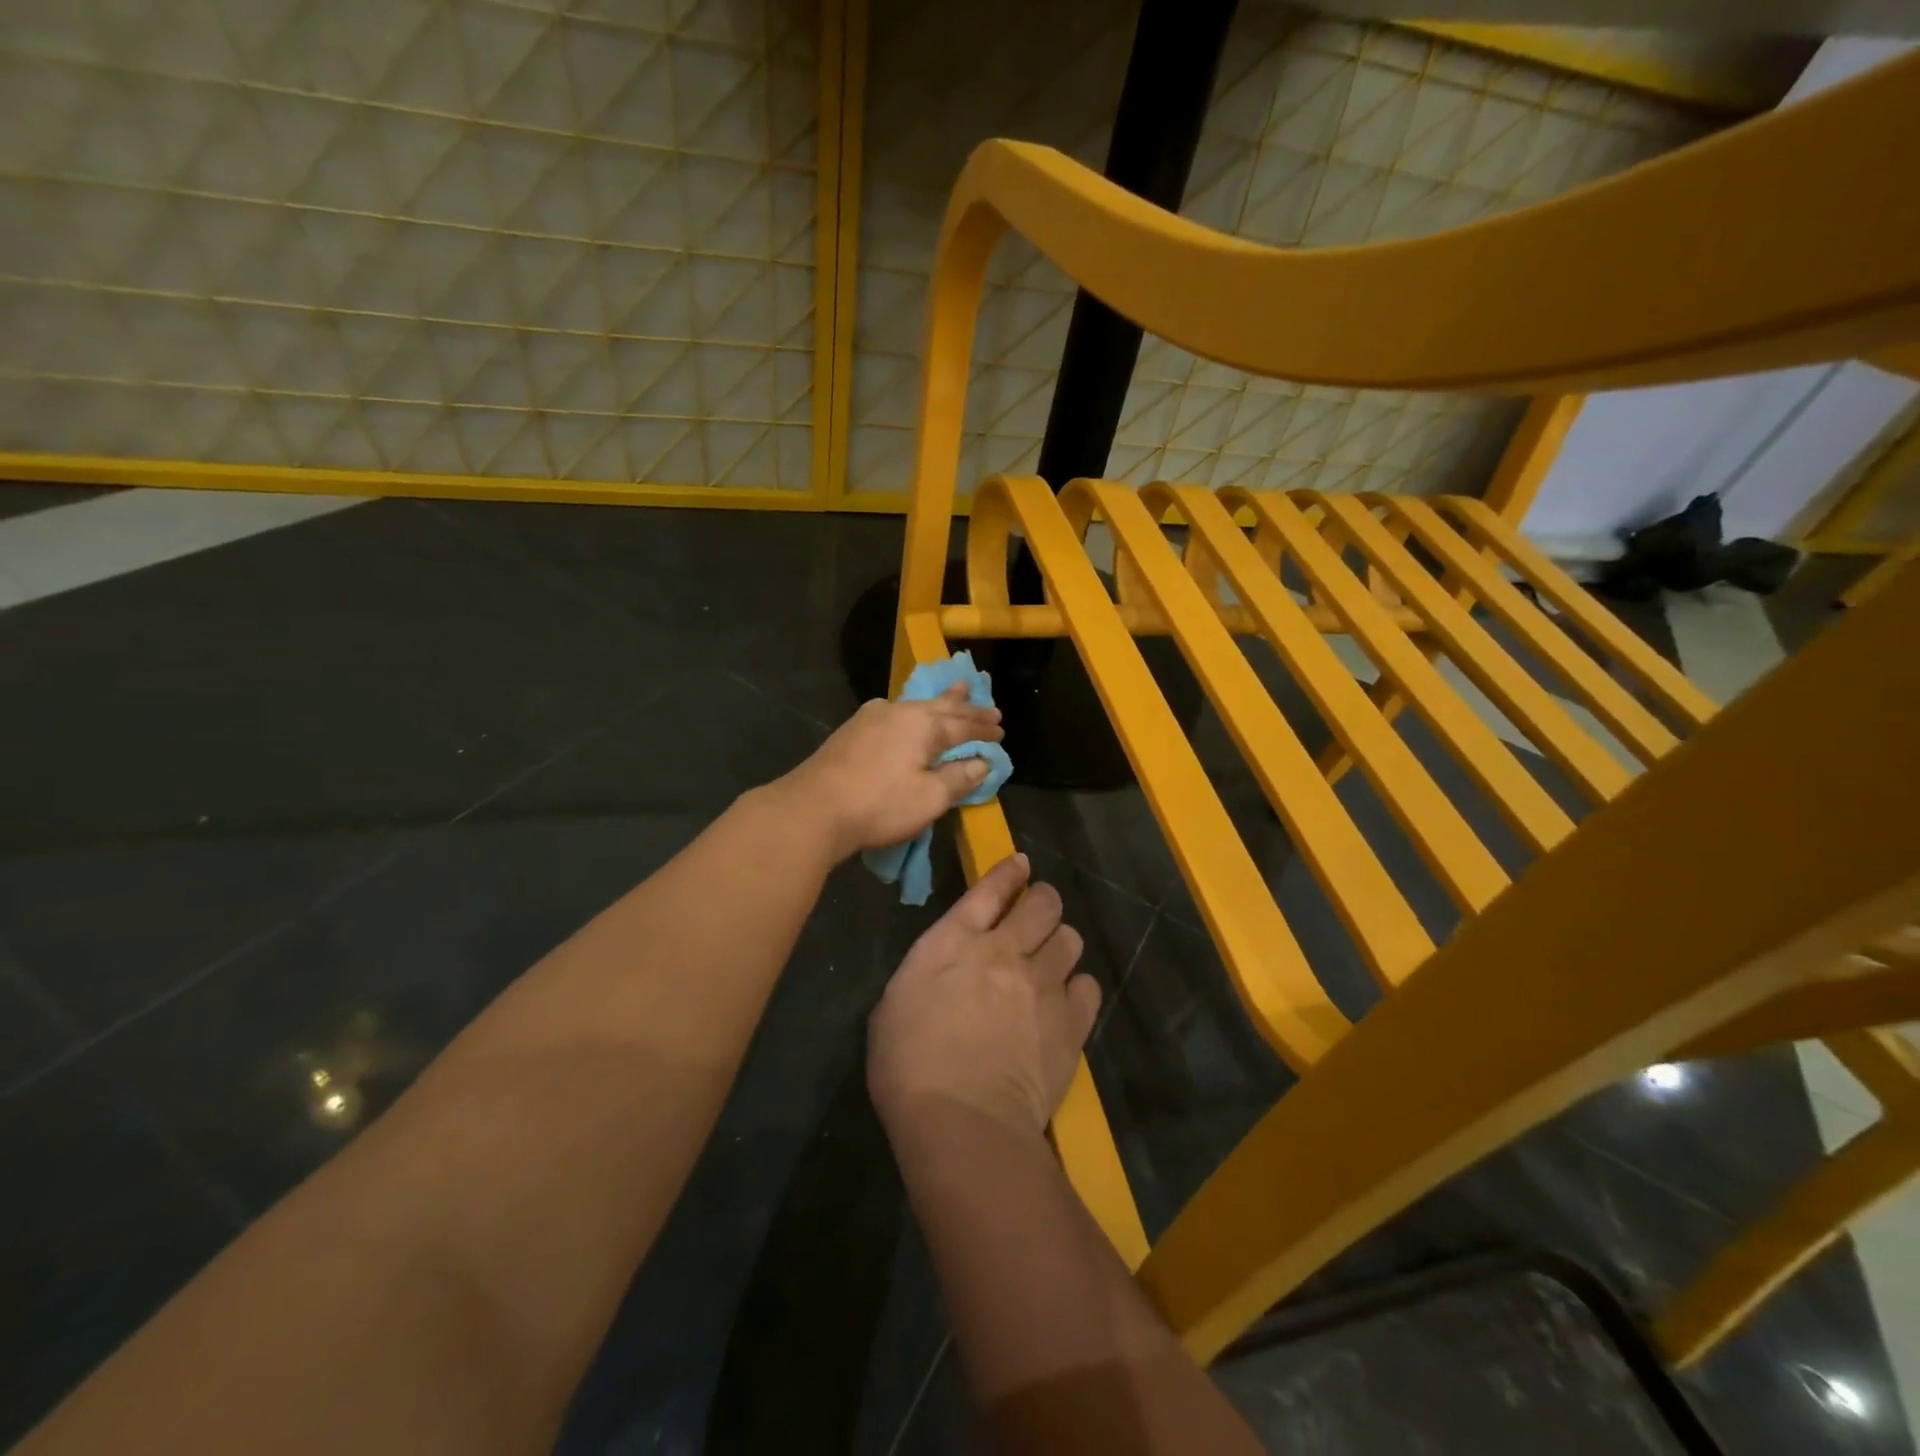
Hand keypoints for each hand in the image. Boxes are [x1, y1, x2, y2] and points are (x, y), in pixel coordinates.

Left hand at [781, 682, 1002, 858]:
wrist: (814, 808)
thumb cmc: (880, 804)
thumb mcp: (929, 798)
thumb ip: (959, 778)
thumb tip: (982, 762)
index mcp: (922, 725)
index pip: (962, 725)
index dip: (983, 730)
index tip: (1001, 731)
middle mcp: (898, 712)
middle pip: (939, 706)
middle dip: (965, 707)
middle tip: (986, 702)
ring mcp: (870, 718)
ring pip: (914, 705)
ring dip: (939, 701)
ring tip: (956, 689)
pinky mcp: (851, 732)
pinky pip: (893, 713)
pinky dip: (912, 712)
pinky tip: (905, 711)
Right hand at [868, 853, 1099, 1141]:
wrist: (961, 1121)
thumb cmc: (908, 1067)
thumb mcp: (894, 1005)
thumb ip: (926, 972)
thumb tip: (943, 968)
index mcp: (955, 941)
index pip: (990, 888)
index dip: (1009, 872)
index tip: (1021, 865)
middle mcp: (1004, 951)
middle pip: (1043, 903)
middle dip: (1043, 900)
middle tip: (1037, 913)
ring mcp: (1042, 985)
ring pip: (1070, 939)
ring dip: (1060, 943)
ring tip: (1050, 961)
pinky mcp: (1070, 1023)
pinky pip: (1088, 987)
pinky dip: (1077, 989)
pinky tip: (1064, 1003)